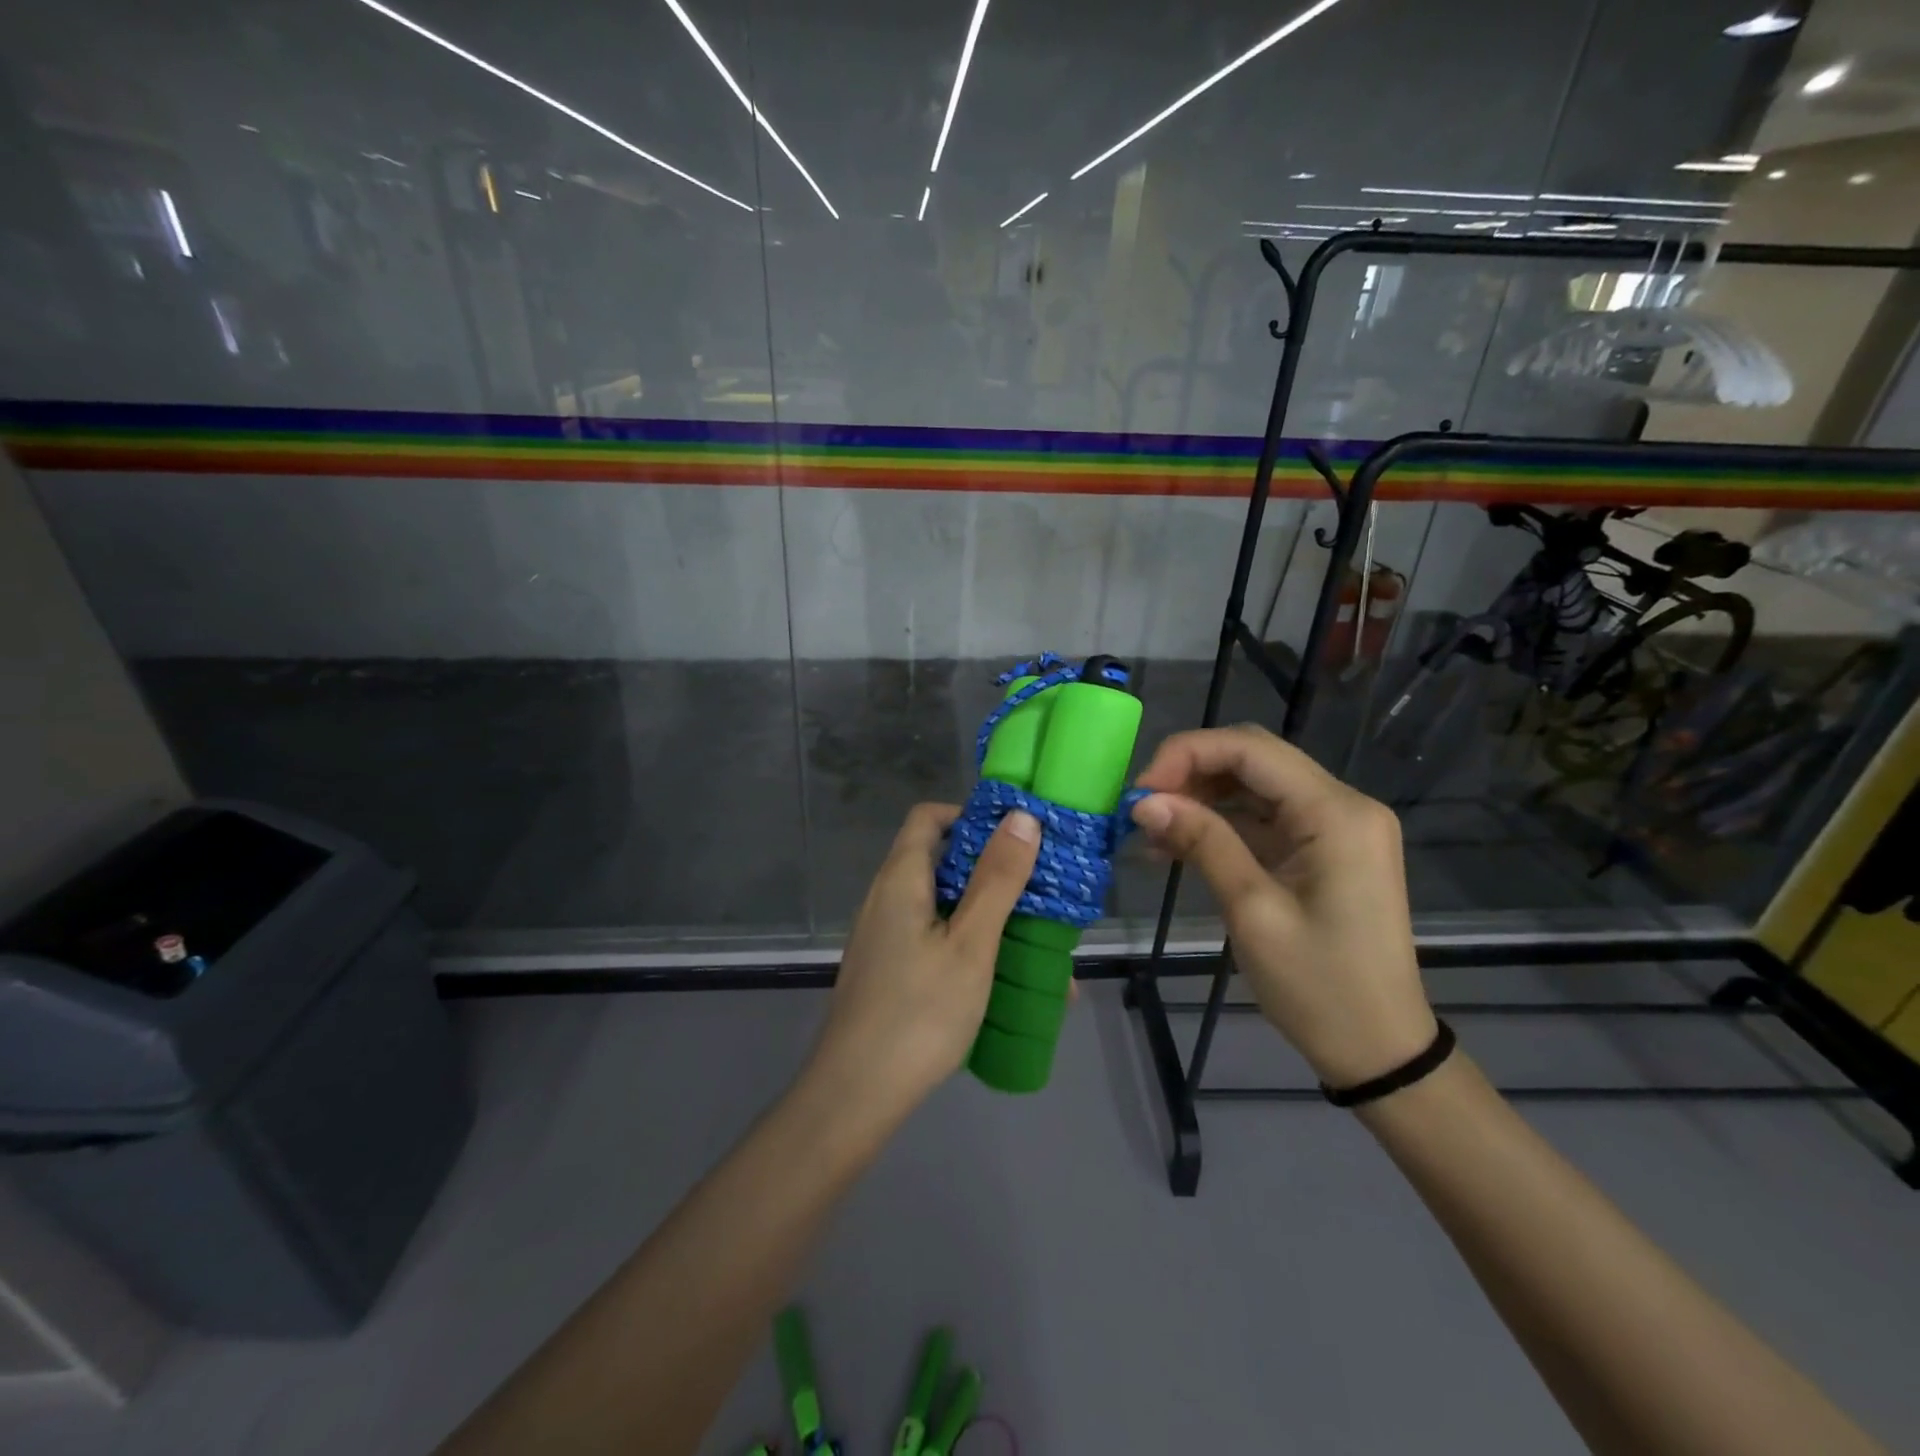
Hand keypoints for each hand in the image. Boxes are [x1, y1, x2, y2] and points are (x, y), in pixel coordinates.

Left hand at [807, 803, 1041, 1122]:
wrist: (855, 1095)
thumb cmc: (919, 1012)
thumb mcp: (971, 944)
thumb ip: (997, 880)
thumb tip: (1020, 816)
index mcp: (901, 879)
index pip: (929, 817)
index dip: (971, 815)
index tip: (1016, 836)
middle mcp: (886, 898)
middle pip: (940, 861)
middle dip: (992, 871)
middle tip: (1040, 891)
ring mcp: (884, 936)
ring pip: (942, 905)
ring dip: (987, 914)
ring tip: (1036, 942)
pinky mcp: (888, 970)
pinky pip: (933, 938)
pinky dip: (969, 944)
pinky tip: (1003, 980)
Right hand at [1130, 725, 1433, 1088]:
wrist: (1380, 1050)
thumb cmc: (1319, 986)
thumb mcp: (1252, 911)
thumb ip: (1202, 843)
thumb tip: (1144, 802)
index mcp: (1336, 812)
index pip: (1250, 748)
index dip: (1186, 755)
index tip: (1140, 792)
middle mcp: (1343, 804)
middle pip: (1253, 760)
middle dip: (1190, 774)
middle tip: (1141, 809)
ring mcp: (1336, 827)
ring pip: (1255, 787)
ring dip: (1201, 800)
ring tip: (1150, 832)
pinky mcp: (1325, 850)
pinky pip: (1265, 819)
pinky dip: (1221, 826)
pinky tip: (1178, 848)